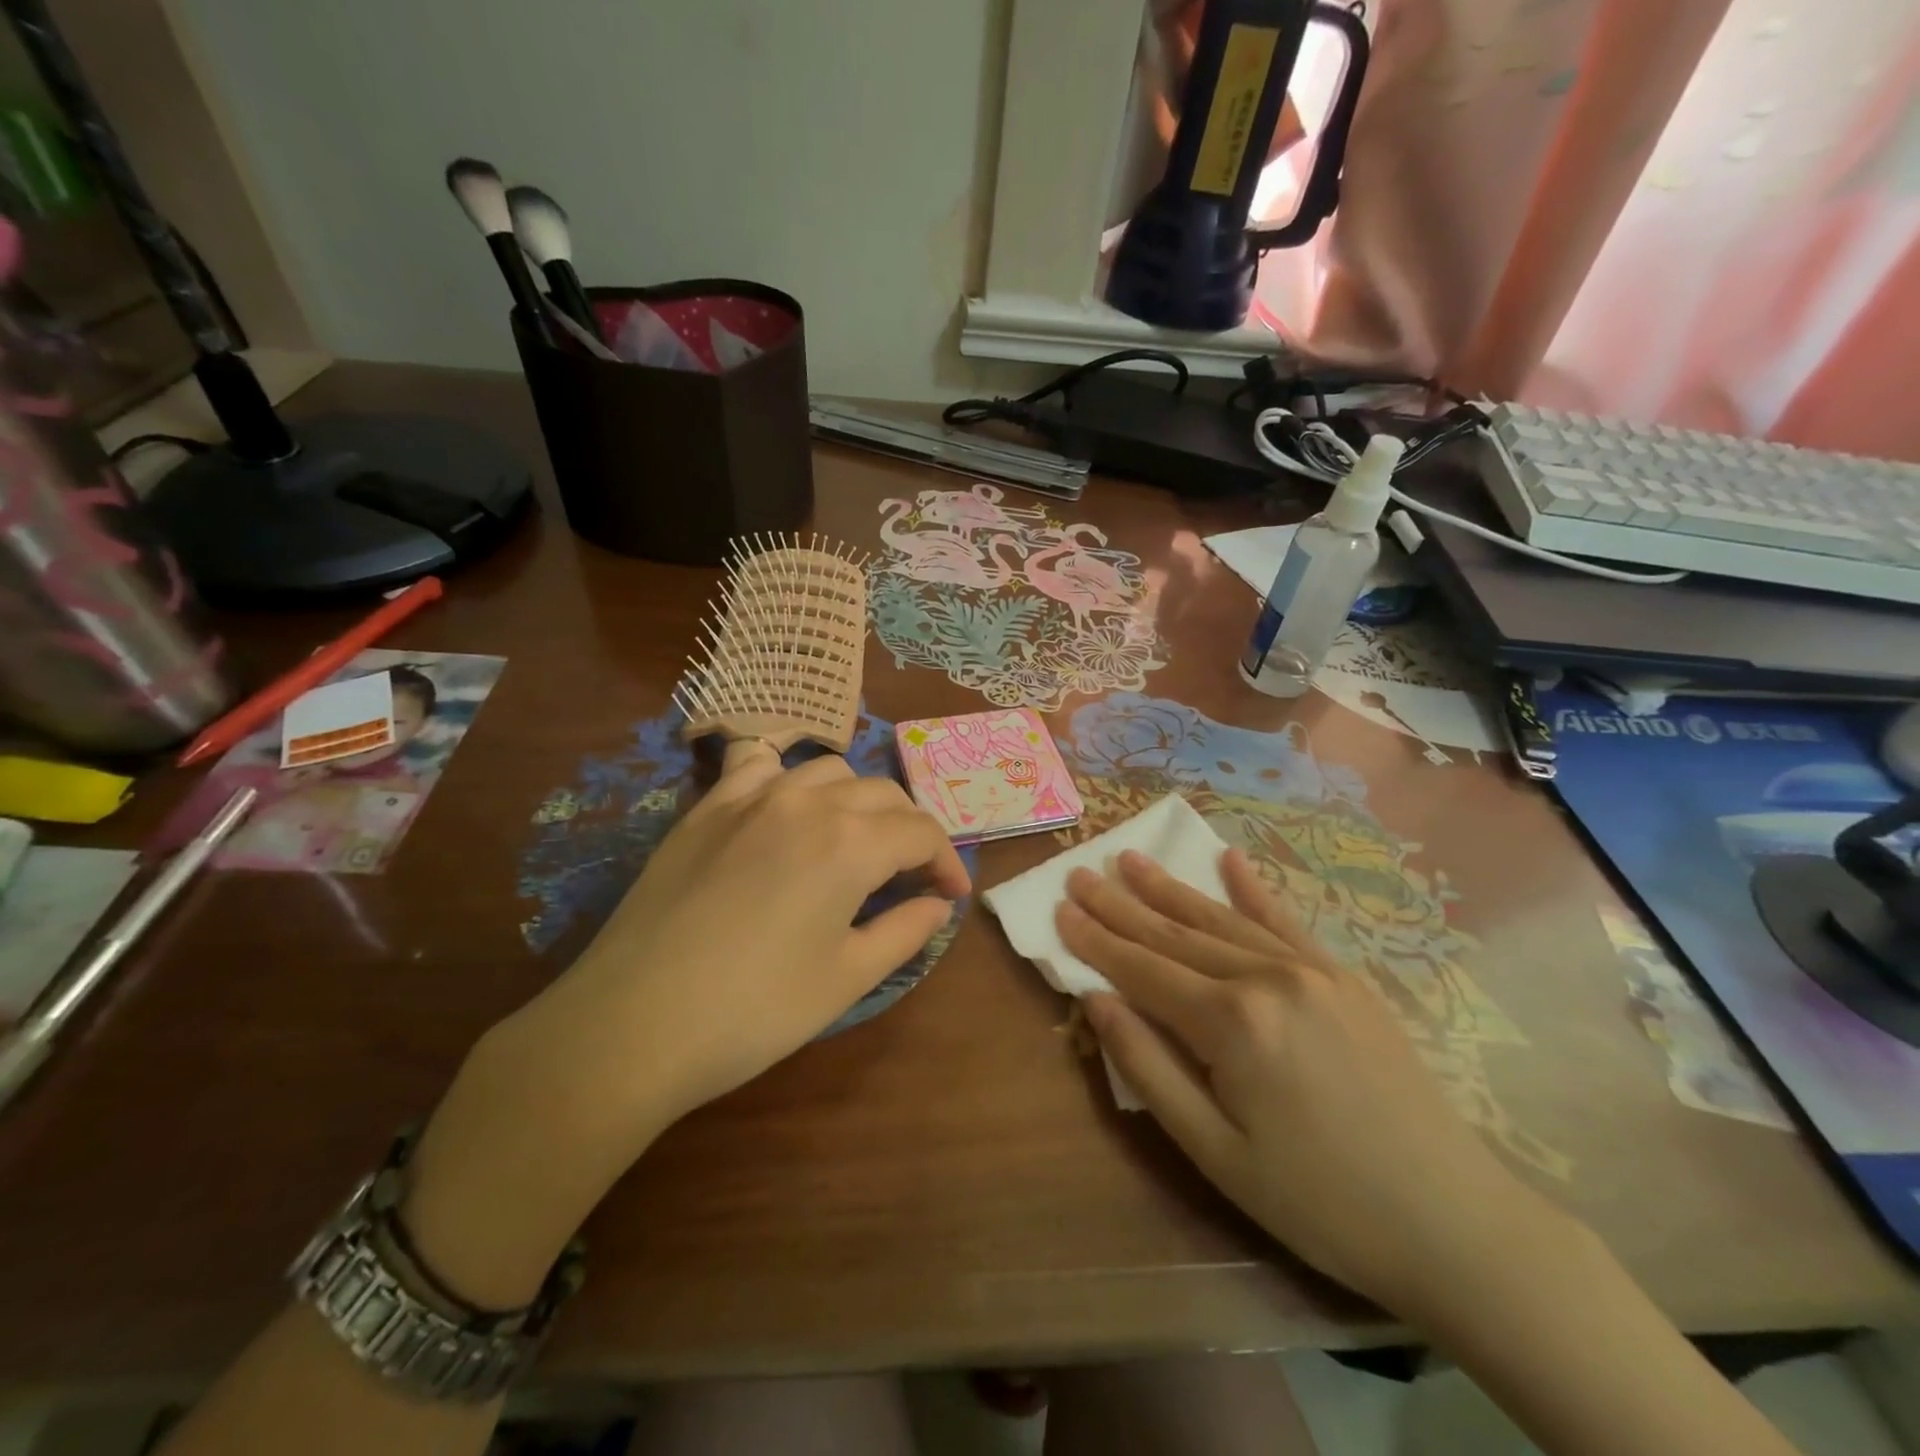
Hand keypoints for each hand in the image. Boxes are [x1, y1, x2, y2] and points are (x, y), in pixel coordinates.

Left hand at [547, 741, 972, 1122]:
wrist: (632, 1024)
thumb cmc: (755, 1010)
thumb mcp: (847, 978)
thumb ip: (905, 931)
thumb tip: (937, 905)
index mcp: (850, 842)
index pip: (922, 832)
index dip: (946, 862)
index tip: (950, 895)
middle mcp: (807, 802)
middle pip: (882, 794)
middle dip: (910, 830)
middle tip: (911, 875)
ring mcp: (749, 797)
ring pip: (827, 770)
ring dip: (857, 799)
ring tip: (855, 840)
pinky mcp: (706, 808)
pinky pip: (759, 765)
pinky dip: (788, 777)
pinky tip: (786, 807)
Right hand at [1057, 847, 1558, 1322]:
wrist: (1454, 1221)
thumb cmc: (1319, 1201)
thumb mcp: (1215, 1152)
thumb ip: (1148, 1068)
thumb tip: (1095, 1000)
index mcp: (1231, 1022)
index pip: (1142, 969)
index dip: (1096, 940)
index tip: (1058, 907)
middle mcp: (1267, 977)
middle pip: (1175, 934)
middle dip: (1121, 904)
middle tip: (1080, 871)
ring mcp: (1311, 970)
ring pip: (1222, 919)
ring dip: (1171, 889)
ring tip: (1131, 858)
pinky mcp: (1344, 977)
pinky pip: (1286, 921)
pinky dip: (1253, 889)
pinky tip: (1229, 858)